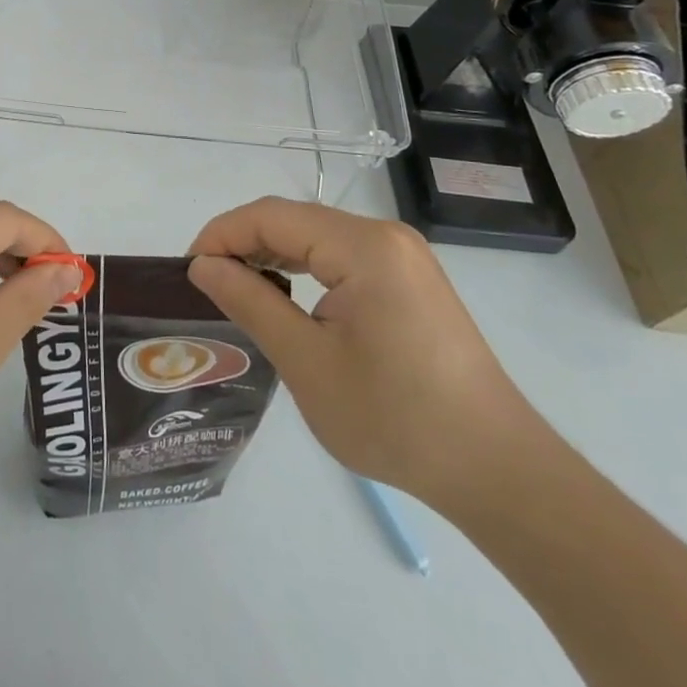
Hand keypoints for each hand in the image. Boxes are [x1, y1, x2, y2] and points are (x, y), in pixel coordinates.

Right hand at [186, 198, 545, 510]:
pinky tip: (287, 297)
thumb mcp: (307, 363)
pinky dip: (305, 268)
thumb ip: (250, 302)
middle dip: (244, 243)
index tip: (188, 271)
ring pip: (317, 236)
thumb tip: (203, 265)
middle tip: (207, 284)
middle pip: (294, 219)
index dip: (222, 234)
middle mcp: (385, 236)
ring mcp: (403, 256)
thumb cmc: (396, 419)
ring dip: (273, 254)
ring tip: (238, 290)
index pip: (271, 216)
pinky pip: (342, 256)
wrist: (498, 471)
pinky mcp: (410, 279)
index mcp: (363, 246)